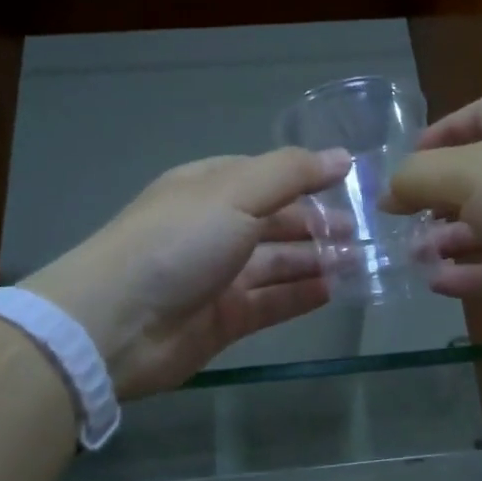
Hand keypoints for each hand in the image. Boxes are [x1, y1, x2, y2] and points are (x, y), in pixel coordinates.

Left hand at [21, 148, 349, 398]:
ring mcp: (219, 276)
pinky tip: (335, 290)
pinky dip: (301, 295)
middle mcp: (215, 229)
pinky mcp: (225, 319)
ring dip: (317, 260)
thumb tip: (344, 157)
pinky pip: (272, 302)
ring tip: (361, 261)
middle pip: (276, 222)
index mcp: (210, 189)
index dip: (308, 178)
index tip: (352, 185)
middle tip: (365, 232)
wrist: (116, 324)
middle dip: (319, 224)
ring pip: (278, 263)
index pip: (267, 177)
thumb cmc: (177, 242)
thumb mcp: (235, 193)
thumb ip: (292, 173)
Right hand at [383, 94, 481, 335]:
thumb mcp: (472, 172)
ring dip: (447, 240)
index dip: (439, 134)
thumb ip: (419, 179)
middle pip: (475, 180)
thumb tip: (386, 192)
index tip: (403, 162)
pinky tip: (435, 284)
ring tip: (408, 253)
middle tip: (396, 220)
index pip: (476, 118)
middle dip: (435, 198)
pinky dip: (468, 277)